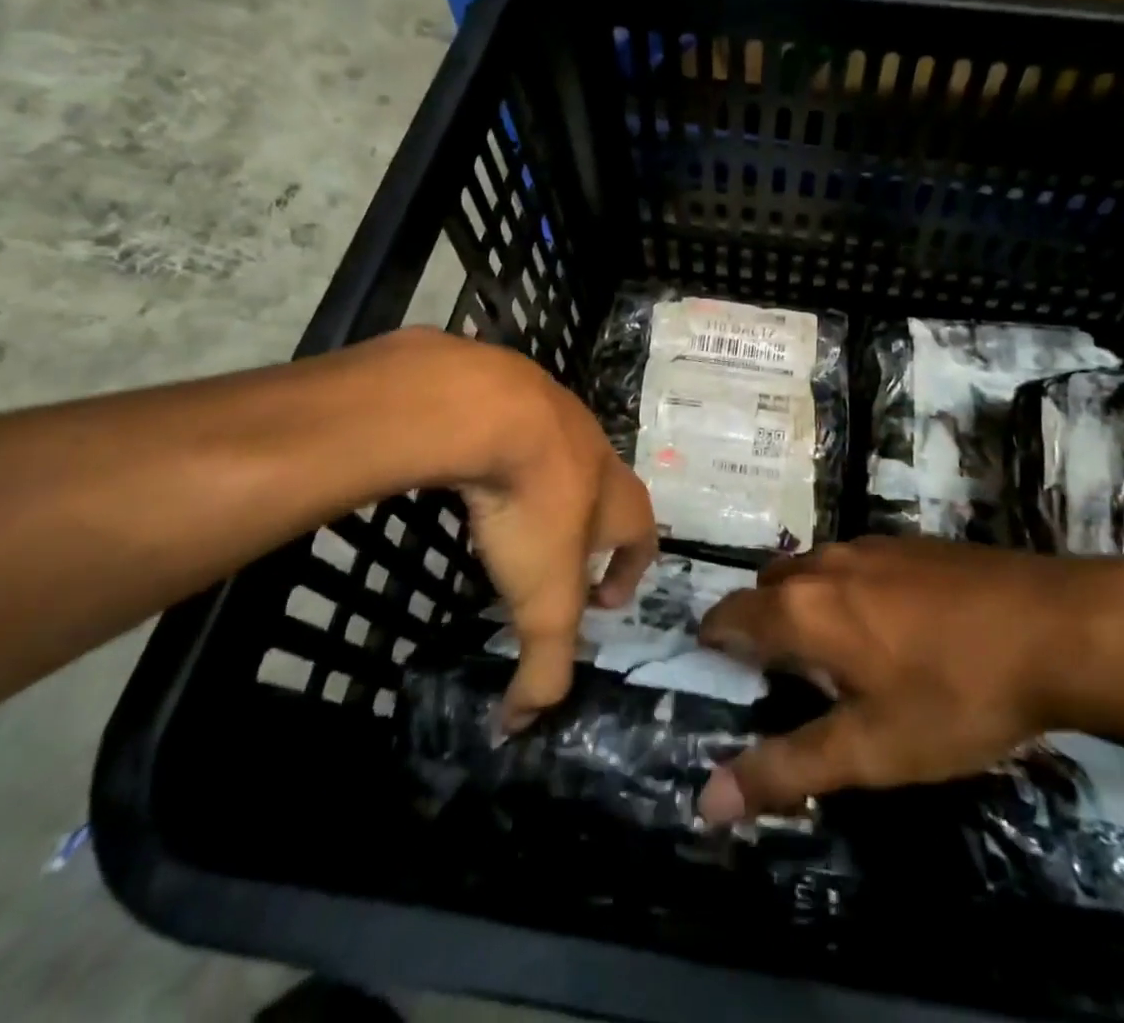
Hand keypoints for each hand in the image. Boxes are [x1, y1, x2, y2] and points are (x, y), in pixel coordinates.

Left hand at [397, 330, 656, 728]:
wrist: (492, 411)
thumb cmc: (536, 507)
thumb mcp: (544, 600)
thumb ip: (542, 667)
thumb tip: (519, 729)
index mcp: (620, 499)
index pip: (643, 537)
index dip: (631, 571)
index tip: (603, 599)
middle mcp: (598, 453)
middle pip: (608, 496)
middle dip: (590, 532)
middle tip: (555, 564)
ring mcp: (557, 416)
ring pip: (564, 461)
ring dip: (551, 493)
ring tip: (515, 521)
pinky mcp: (512, 394)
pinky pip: (519, 433)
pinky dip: (508, 459)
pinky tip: (479, 477)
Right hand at [694, 538, 1123, 822]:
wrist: (1054, 627)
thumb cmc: (954, 694)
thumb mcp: (871, 749)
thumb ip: (787, 769)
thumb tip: (707, 801)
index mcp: (802, 606)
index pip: (727, 614)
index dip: (715, 645)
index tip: (725, 680)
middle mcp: (824, 562)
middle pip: (767, 587)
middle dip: (761, 626)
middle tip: (784, 679)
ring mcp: (870, 545)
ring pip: (812, 571)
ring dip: (805, 606)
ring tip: (837, 657)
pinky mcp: (910, 542)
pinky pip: (854, 564)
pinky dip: (845, 591)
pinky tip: (892, 629)